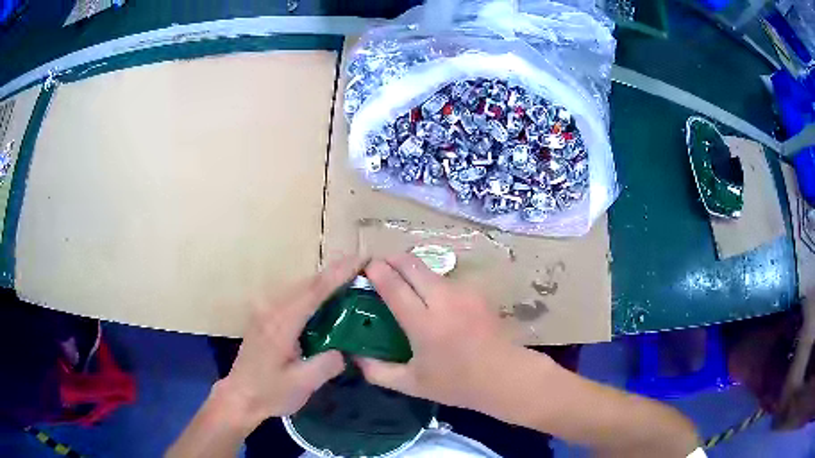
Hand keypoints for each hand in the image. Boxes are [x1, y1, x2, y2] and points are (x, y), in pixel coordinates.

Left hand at [217, 256, 363, 426]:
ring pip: (299, 288)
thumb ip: (327, 364)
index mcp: (281, 323)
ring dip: (325, 281)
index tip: (362, 259)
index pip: (314, 291)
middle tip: (364, 267)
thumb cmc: (269, 393)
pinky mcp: (265, 318)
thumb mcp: (302, 384)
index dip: (339, 274)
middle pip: (307, 283)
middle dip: (335, 272)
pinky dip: (313, 293)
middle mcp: (271, 310)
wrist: (239, 397)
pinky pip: (293, 297)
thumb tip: (345, 350)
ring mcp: (265, 312)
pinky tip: (326, 299)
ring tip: (351, 278)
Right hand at [356, 253, 528, 412]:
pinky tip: (432, 300)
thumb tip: (354, 355)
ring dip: (413, 270)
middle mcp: (444, 300)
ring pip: (430, 270)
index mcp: (424, 324)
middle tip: (380, 267)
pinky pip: (446, 280)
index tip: (365, 267)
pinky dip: (432, 283)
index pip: (394, 286)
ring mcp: (464, 293)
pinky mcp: (477, 292)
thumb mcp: (411, 384)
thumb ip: (377, 371)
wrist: (504, 376)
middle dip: (392, 259)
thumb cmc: (456, 384)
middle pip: (412, 265)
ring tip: (404, 284)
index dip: (376, 271)